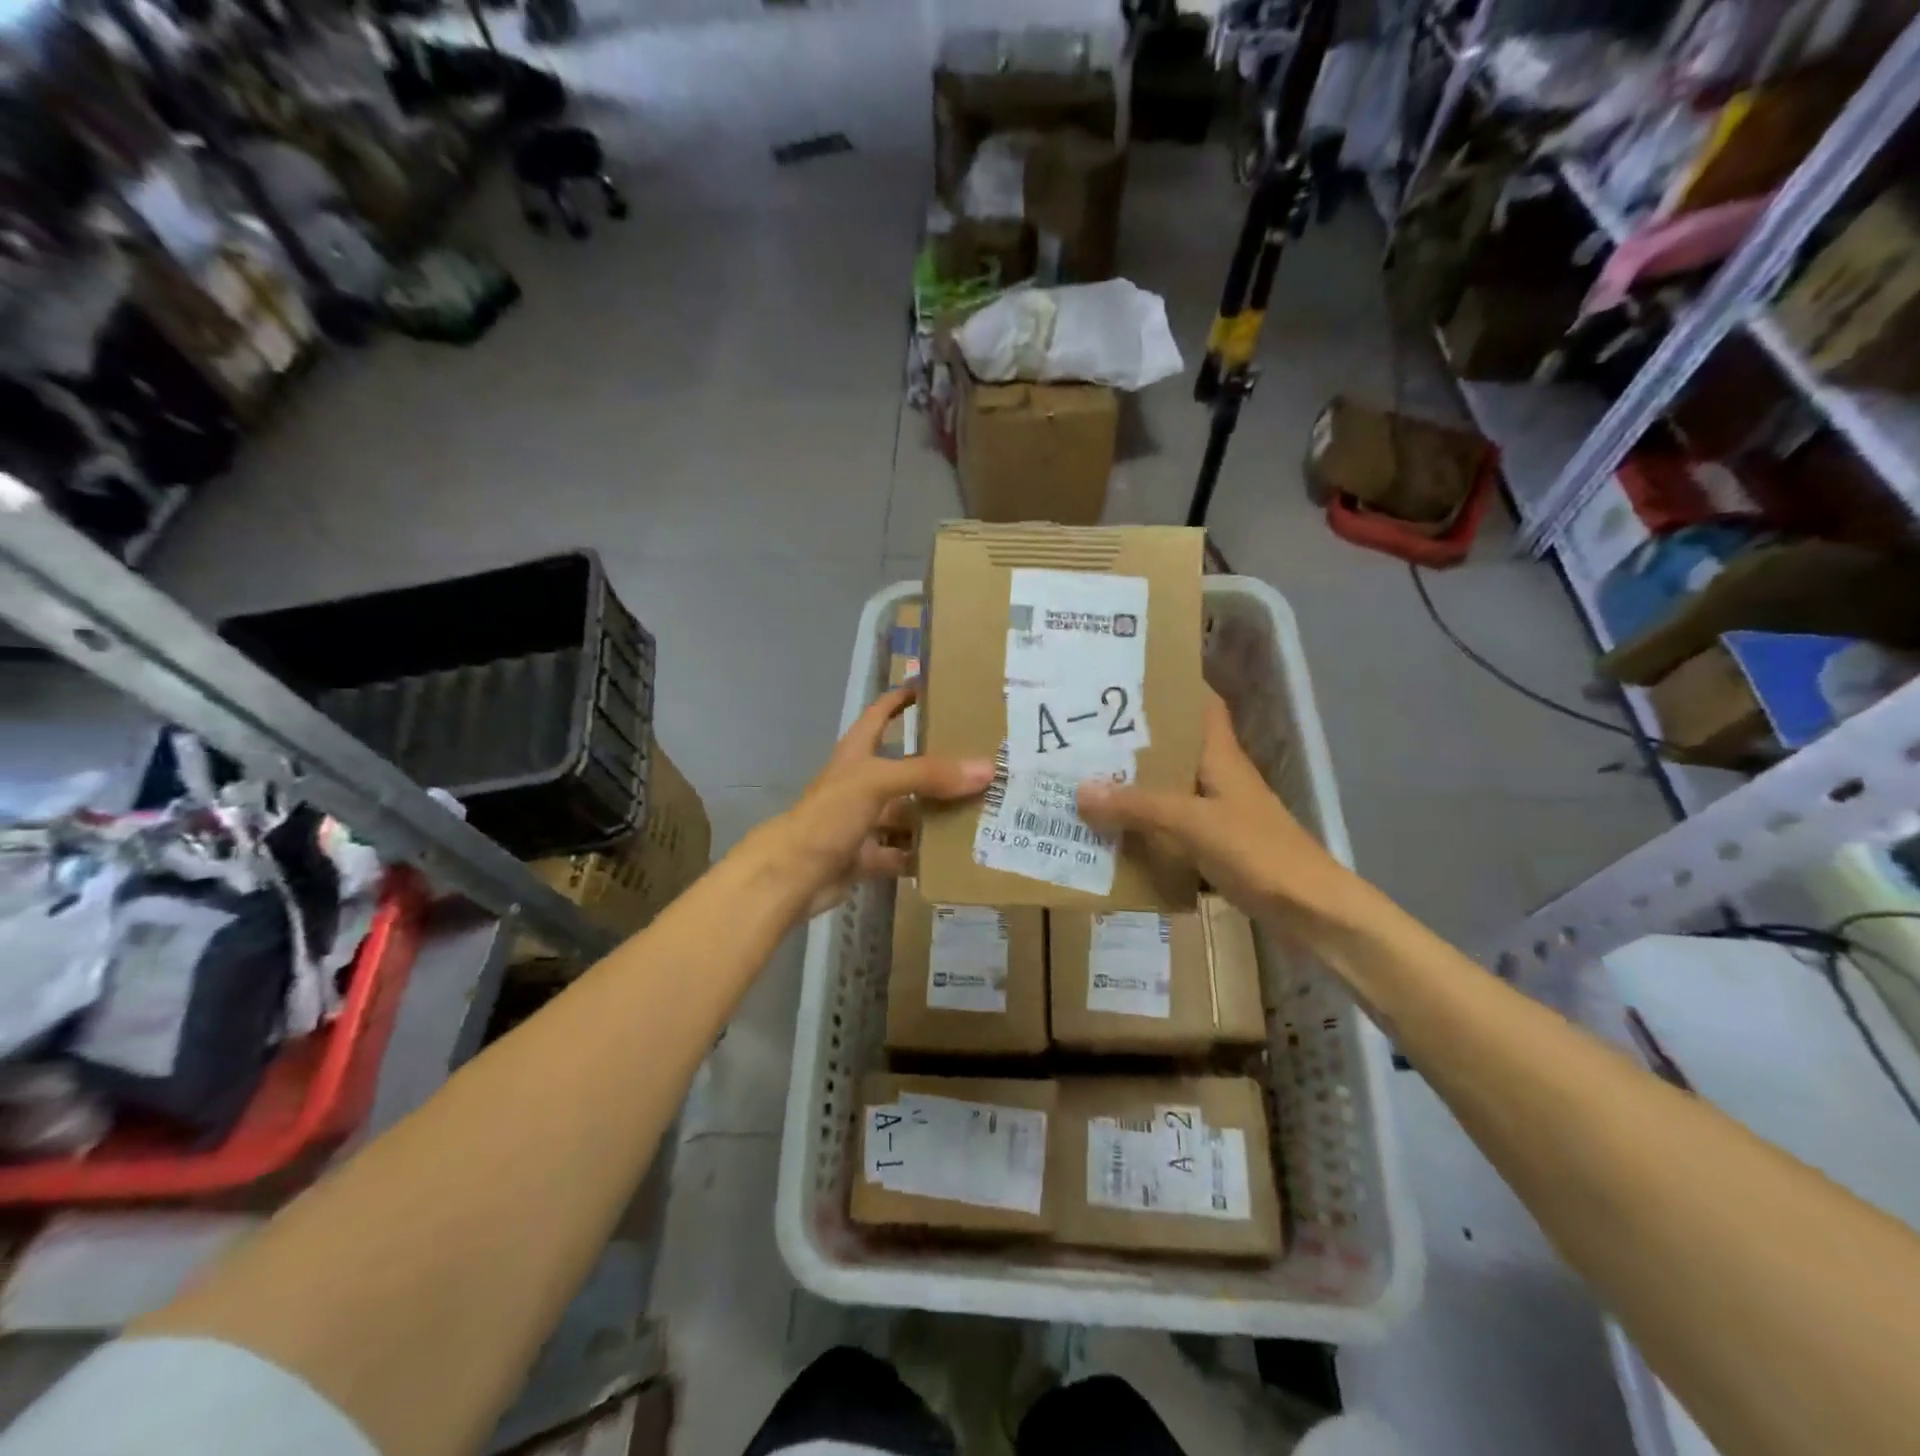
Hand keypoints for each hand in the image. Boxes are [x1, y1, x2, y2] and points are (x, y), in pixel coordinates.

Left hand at [752, 684, 992, 920]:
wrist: (792, 875)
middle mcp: (861, 784)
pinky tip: (955, 855)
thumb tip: (986, 769)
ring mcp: (864, 822)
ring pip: (908, 814)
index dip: (901, 698)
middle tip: (982, 762)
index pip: (880, 714)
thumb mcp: (877, 782)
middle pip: (906, 769)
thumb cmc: (829, 814)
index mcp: (857, 755)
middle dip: (939, 767)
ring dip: (936, 815)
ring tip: (981, 811)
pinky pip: (902, 853)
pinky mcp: (866, 856)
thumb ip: (929, 774)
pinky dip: (923, 855)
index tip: (932, 687)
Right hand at [1076, 689, 1361, 933]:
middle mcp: (1219, 778)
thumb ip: (1138, 806)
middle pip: (1175, 749)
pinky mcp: (1216, 847)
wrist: (1310, 911)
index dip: (1173, 689)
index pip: (1203, 706)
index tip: (1128, 682)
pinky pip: (1171, 829)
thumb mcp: (1192, 823)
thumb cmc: (1257, 851)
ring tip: (1086, 781)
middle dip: (1135, 743)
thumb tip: (1080, 789)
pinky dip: (1146, 829)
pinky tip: (1113, 834)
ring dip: (1136, 789)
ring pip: (1170, 791)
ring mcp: (1219, 814)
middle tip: (1085, 735)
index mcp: (1221, 757)